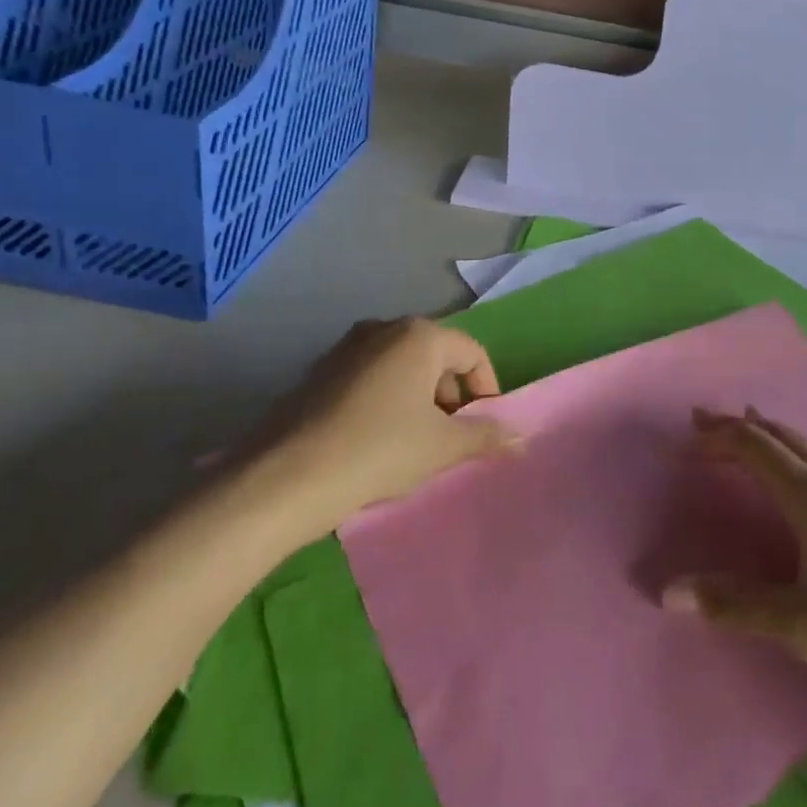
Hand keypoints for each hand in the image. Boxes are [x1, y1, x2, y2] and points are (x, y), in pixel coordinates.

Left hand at [266, 317, 514, 525]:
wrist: (286, 478)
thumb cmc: (379, 450)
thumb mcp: (441, 446)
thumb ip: (485, 435)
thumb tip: (520, 437)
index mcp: (419, 335)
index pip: (472, 354)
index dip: (487, 391)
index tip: (484, 428)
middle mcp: (383, 328)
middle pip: (436, 357)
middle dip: (451, 396)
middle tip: (450, 438)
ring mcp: (346, 347)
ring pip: (402, 368)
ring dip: (419, 400)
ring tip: (415, 445)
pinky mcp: (319, 371)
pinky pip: (370, 379)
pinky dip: (386, 402)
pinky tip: (376, 442)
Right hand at [664, 408, 806, 720]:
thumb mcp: (800, 625)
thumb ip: (734, 605)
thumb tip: (668, 592)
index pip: (756, 449)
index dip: (720, 438)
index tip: (689, 437)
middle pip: (783, 440)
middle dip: (742, 427)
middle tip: (707, 419)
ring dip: (779, 435)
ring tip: (759, 426)